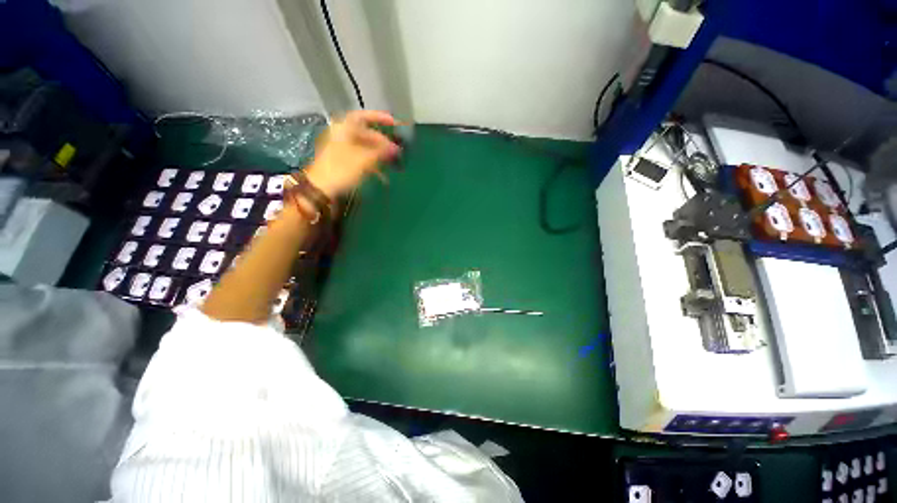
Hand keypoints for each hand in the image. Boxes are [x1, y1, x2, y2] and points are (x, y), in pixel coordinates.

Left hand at [304, 110, 399, 197]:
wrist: (321, 188)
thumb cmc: (341, 169)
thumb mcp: (364, 159)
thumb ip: (381, 151)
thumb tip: (396, 148)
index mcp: (344, 128)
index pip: (363, 116)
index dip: (379, 118)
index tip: (394, 123)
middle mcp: (343, 135)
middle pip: (366, 133)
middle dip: (382, 141)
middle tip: (396, 150)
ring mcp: (342, 149)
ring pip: (365, 147)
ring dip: (379, 154)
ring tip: (392, 162)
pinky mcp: (344, 162)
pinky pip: (362, 158)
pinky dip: (372, 163)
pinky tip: (382, 174)